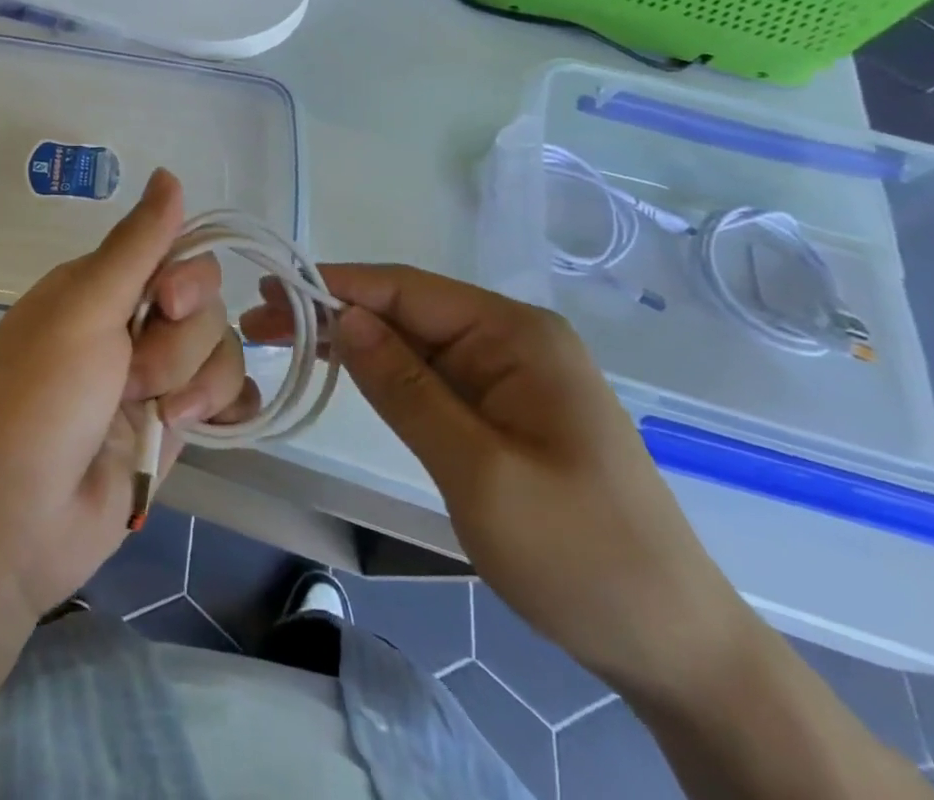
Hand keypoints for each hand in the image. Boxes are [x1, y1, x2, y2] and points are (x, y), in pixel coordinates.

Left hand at [0, 170, 256, 620]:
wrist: (16, 522)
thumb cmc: (39, 400)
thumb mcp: (83, 309)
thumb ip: (137, 245)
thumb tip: (169, 174)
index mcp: (99, 287)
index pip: (175, 252)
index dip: (187, 277)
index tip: (168, 303)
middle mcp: (129, 324)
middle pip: (204, 303)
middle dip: (179, 342)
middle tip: (134, 377)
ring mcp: (153, 377)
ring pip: (220, 348)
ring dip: (194, 383)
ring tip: (155, 416)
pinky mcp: (175, 425)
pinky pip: (229, 395)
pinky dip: (226, 405)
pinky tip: (210, 423)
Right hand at [244, 265, 751, 695]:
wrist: (675, 648)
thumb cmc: (580, 555)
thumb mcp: (479, 471)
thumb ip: (406, 388)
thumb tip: (345, 316)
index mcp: (515, 335)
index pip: (407, 289)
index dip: (335, 285)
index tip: (270, 290)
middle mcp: (511, 340)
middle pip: (405, 310)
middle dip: (333, 312)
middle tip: (259, 323)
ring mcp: (508, 375)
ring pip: (412, 342)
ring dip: (350, 341)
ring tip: (281, 342)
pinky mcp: (502, 410)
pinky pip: (429, 376)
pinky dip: (380, 373)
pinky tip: (339, 371)